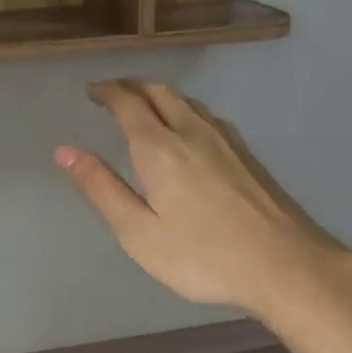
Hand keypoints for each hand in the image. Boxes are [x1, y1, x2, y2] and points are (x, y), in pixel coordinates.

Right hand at [56, 80, 351, 317]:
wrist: (286, 266)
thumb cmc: (203, 256)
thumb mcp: (139, 232)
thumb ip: (101, 189)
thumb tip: (65, 151)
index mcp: (160, 149)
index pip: (128, 104)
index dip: (107, 92)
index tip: (91, 91)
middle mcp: (191, 132)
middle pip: (159, 92)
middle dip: (131, 87)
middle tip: (111, 94)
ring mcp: (225, 141)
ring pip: (186, 101)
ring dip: (158, 95)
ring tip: (143, 106)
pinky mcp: (246, 155)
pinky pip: (206, 115)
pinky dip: (183, 109)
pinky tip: (187, 130)